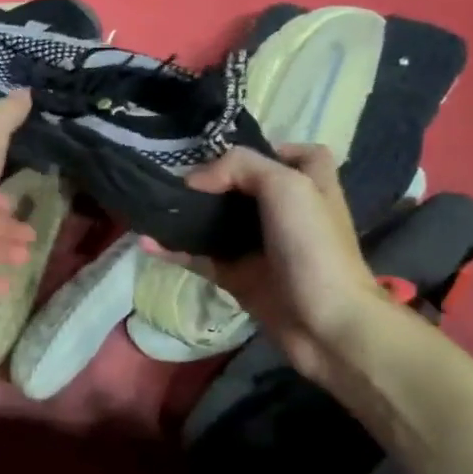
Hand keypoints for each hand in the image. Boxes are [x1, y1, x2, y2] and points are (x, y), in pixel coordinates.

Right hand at [149, 144, 384, 378]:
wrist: (325, 323)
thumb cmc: (313, 246)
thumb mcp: (286, 185)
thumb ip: (240, 167)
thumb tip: (193, 180)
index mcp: (310, 184)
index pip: (292, 155)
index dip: (265, 149)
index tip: (225, 154)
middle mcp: (286, 212)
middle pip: (244, 188)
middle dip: (210, 182)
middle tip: (174, 178)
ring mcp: (260, 246)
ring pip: (217, 223)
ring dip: (186, 216)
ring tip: (152, 207)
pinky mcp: (239, 276)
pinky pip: (200, 257)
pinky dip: (174, 250)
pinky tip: (147, 242)